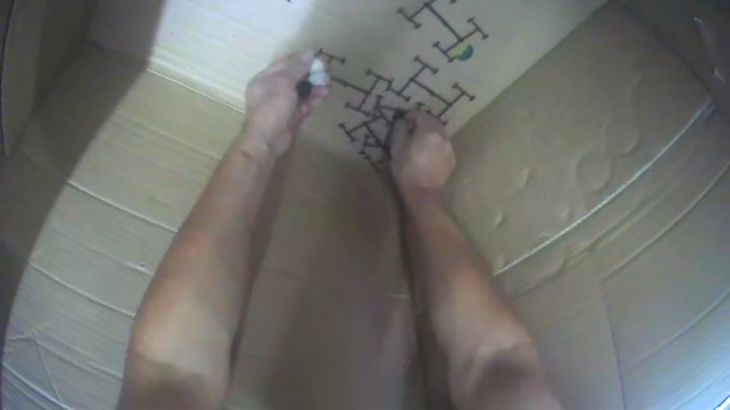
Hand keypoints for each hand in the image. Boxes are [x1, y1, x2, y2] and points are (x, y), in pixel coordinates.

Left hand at [243, 50, 328, 156]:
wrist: (267, 141)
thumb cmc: (271, 107)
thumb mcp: (283, 82)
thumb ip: (297, 67)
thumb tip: (309, 52)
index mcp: (265, 79)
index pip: (285, 64)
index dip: (302, 60)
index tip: (318, 60)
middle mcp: (272, 90)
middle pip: (294, 77)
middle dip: (311, 75)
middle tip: (325, 75)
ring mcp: (281, 104)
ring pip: (300, 91)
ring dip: (314, 88)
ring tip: (327, 87)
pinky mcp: (290, 117)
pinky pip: (303, 105)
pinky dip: (312, 100)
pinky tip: (323, 97)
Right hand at [390, 111, 455, 201]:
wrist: (424, 194)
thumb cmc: (407, 171)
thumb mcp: (396, 148)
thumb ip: (400, 131)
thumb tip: (403, 122)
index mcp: (429, 131)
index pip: (421, 114)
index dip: (411, 116)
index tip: (404, 121)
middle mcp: (443, 136)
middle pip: (433, 122)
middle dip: (423, 123)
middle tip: (412, 130)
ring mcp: (449, 148)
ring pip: (440, 133)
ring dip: (431, 134)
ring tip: (421, 142)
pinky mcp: (452, 159)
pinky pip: (444, 145)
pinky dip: (436, 144)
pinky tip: (428, 154)